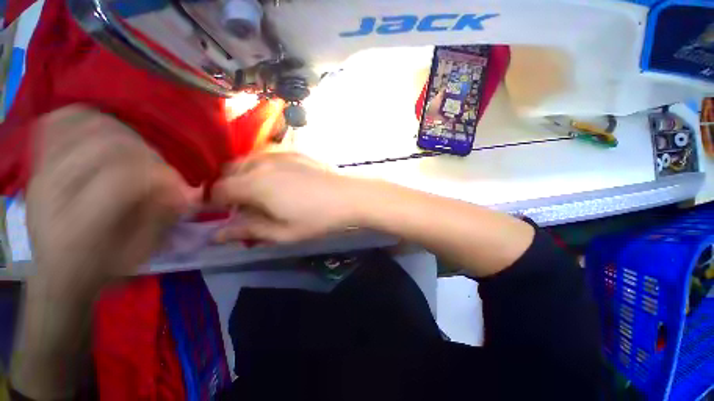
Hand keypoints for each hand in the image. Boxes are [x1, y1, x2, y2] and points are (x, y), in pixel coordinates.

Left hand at [26, 106, 196, 294]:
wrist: (56, 272)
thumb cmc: (101, 266)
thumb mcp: (140, 251)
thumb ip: (163, 216)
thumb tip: (184, 189)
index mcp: (79, 224)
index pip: (122, 176)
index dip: (158, 174)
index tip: (176, 184)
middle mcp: (53, 191)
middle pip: (105, 145)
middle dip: (146, 153)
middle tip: (158, 169)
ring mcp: (40, 171)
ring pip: (84, 126)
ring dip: (122, 133)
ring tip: (136, 151)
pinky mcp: (37, 162)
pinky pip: (59, 121)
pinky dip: (86, 118)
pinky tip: (103, 131)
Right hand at [211, 152, 361, 242]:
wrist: (348, 197)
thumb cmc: (316, 218)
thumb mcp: (282, 232)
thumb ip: (248, 230)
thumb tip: (216, 235)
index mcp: (254, 184)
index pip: (218, 190)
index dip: (216, 203)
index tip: (226, 215)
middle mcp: (262, 163)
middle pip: (230, 171)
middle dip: (230, 188)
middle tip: (246, 206)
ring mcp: (280, 154)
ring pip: (249, 161)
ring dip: (246, 176)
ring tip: (262, 193)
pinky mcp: (295, 152)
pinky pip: (268, 156)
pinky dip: (263, 167)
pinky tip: (280, 180)